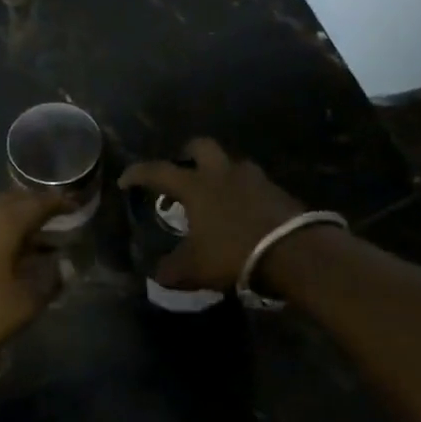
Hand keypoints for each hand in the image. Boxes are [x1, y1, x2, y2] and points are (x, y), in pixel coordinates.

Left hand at [0, 190, 66, 362]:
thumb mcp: (20, 306)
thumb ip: (47, 283)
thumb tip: (63, 266)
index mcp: (4, 219)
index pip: (39, 202)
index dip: (59, 203)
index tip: (74, 204)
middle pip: (13, 200)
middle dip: (34, 208)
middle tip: (50, 221)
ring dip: (8, 219)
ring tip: (21, 237)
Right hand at [119, 138, 314, 290]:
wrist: (295, 252)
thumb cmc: (234, 253)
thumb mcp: (195, 268)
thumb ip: (172, 270)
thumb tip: (157, 275)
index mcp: (195, 185)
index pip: (158, 170)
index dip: (138, 173)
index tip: (126, 180)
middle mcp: (221, 173)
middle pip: (200, 146)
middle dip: (187, 154)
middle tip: (182, 171)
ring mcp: (253, 178)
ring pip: (230, 164)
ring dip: (220, 174)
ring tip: (216, 197)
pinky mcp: (277, 191)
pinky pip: (253, 185)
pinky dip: (244, 194)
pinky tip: (243, 213)